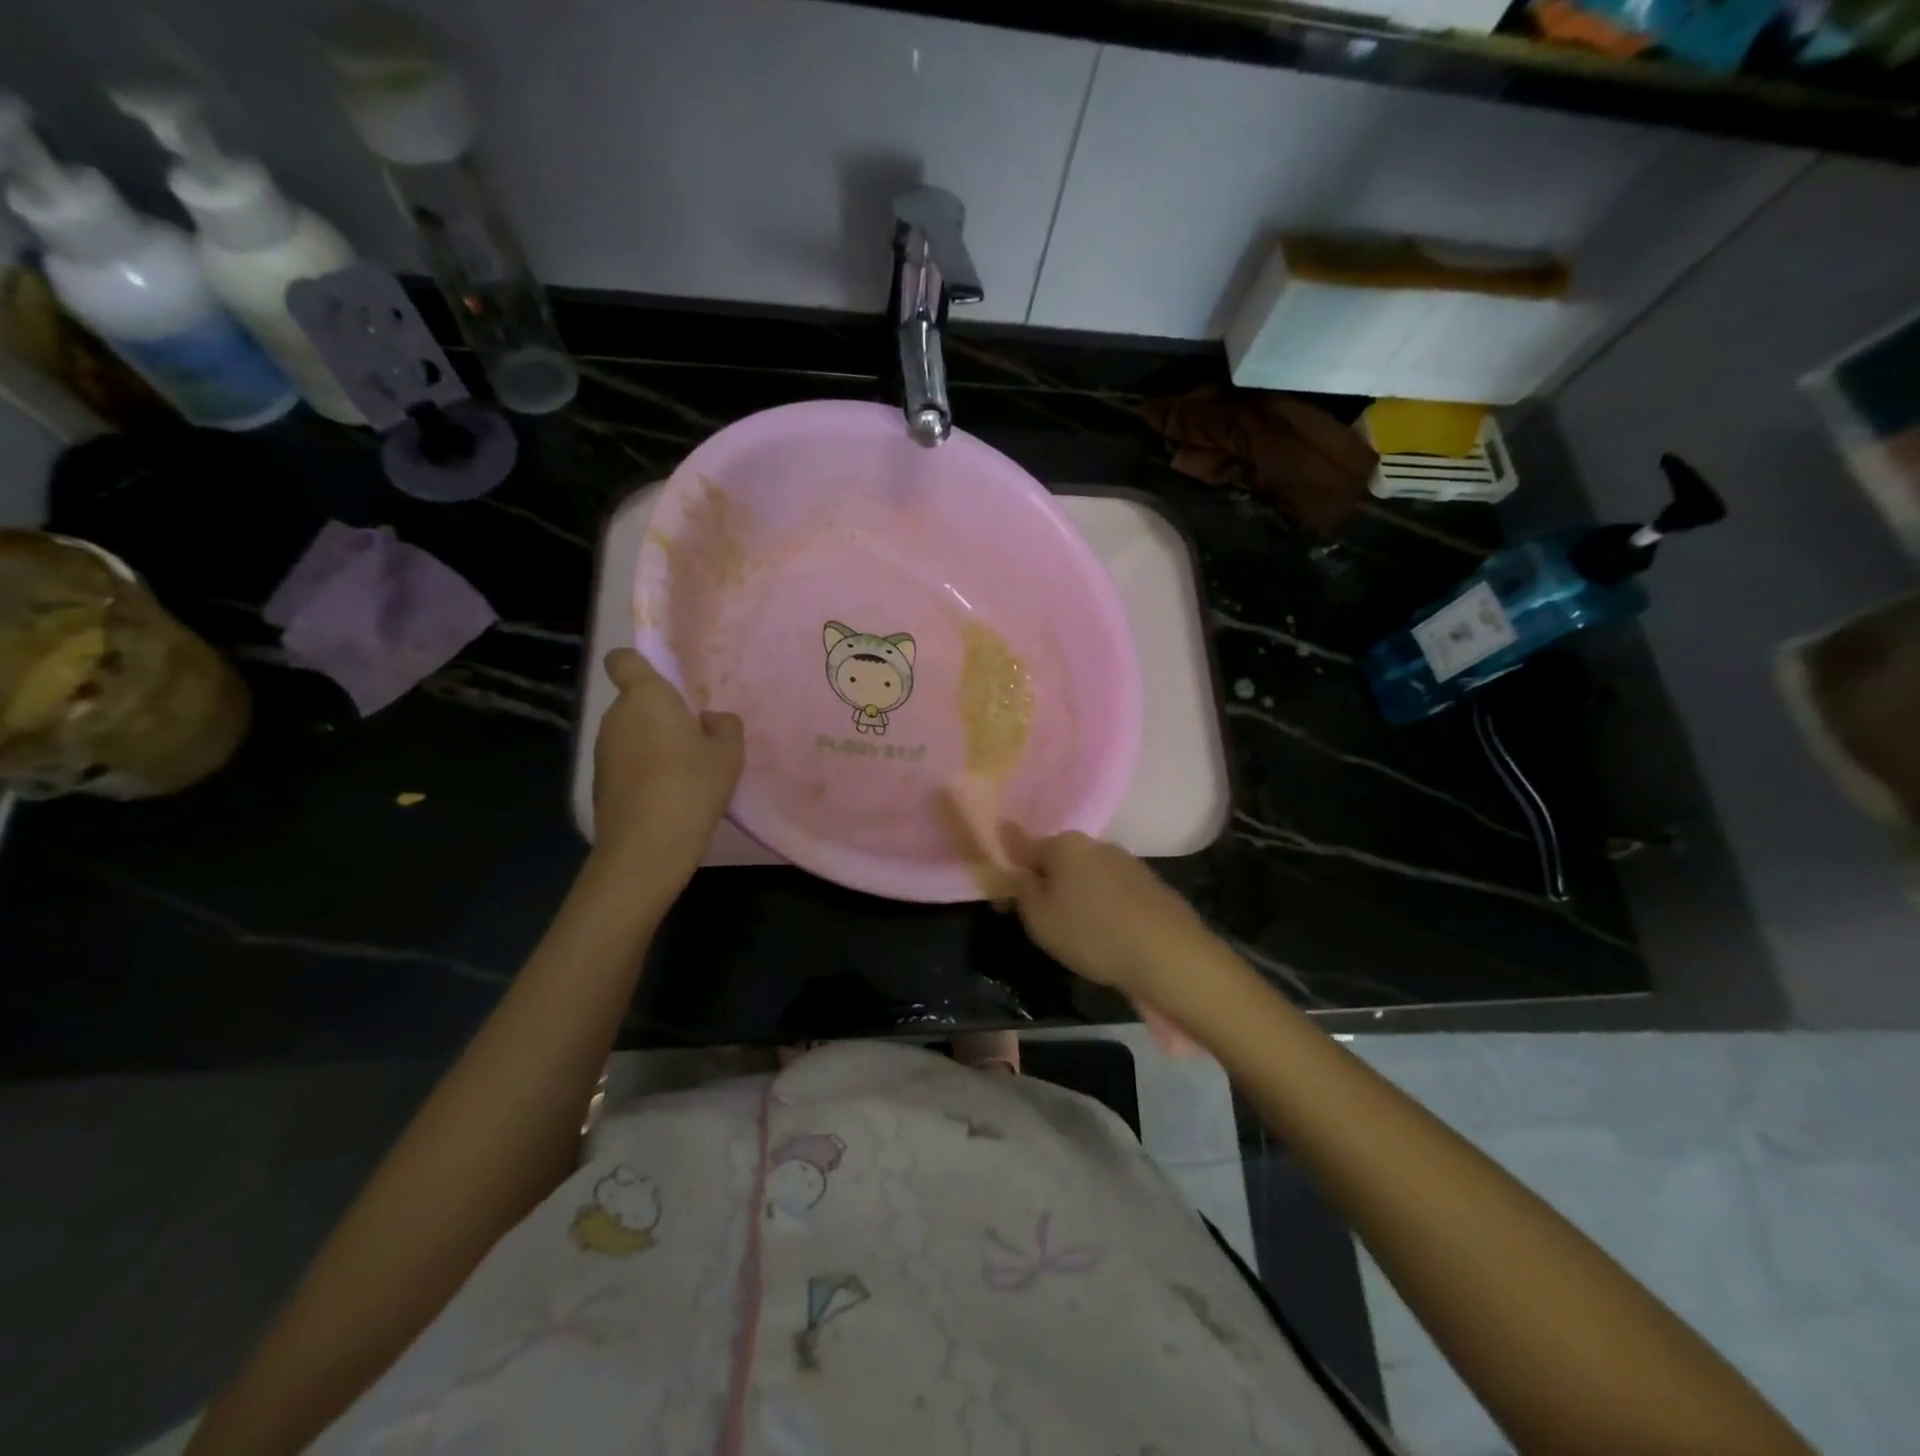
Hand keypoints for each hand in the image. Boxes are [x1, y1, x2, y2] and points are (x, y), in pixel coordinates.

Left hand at [592, 649, 742, 883]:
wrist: (647, 846)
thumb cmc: (692, 786)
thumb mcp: (729, 754)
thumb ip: (725, 726)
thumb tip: (710, 719)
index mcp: (646, 698)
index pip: (623, 660)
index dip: (638, 664)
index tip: (664, 682)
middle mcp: (616, 717)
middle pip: (634, 701)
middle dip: (659, 714)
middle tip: (694, 739)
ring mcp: (603, 750)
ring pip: (630, 733)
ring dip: (652, 744)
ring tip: (684, 771)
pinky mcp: (600, 782)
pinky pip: (625, 762)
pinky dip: (642, 770)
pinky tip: (667, 795)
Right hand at [1002, 826, 1224, 1016]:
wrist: (1168, 953)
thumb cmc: (1092, 933)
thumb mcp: (1040, 919)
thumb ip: (1022, 889)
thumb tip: (1016, 866)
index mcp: (1064, 845)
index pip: (1024, 847)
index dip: (1010, 868)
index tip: (1003, 891)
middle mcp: (1095, 844)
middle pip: (1058, 859)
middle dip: (1046, 881)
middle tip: (1038, 916)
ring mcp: (1126, 861)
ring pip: (1087, 874)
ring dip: (1076, 893)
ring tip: (1074, 929)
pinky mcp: (1149, 883)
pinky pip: (1112, 889)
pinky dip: (1102, 904)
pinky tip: (1105, 931)